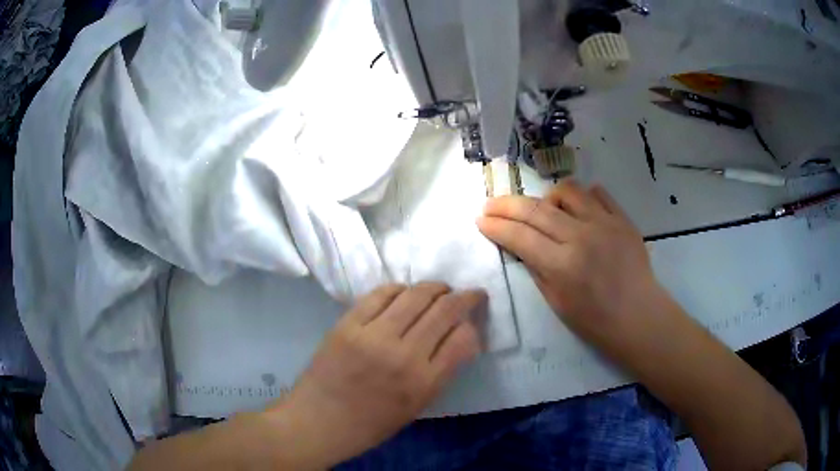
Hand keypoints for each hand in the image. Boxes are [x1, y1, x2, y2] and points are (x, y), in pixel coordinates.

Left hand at [269, 283, 484, 467]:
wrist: (319, 421)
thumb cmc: (370, 423)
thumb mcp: (417, 406)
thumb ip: (441, 372)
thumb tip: (459, 338)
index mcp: (424, 383)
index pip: (464, 338)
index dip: (473, 326)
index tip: (472, 322)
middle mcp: (404, 355)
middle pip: (445, 310)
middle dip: (466, 296)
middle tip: (471, 294)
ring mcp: (373, 335)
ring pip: (416, 295)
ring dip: (436, 288)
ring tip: (441, 290)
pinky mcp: (348, 323)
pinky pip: (381, 293)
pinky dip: (400, 289)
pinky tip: (405, 293)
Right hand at [477, 180, 669, 355]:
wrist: (637, 315)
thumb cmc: (594, 319)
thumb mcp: (556, 301)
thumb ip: (535, 267)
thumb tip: (519, 243)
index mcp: (562, 265)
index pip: (519, 236)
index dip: (496, 226)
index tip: (481, 220)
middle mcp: (581, 236)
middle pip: (535, 209)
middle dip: (506, 205)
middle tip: (491, 204)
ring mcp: (605, 223)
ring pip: (567, 190)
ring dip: (547, 197)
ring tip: (544, 210)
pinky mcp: (622, 218)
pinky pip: (597, 193)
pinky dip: (582, 197)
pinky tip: (578, 210)